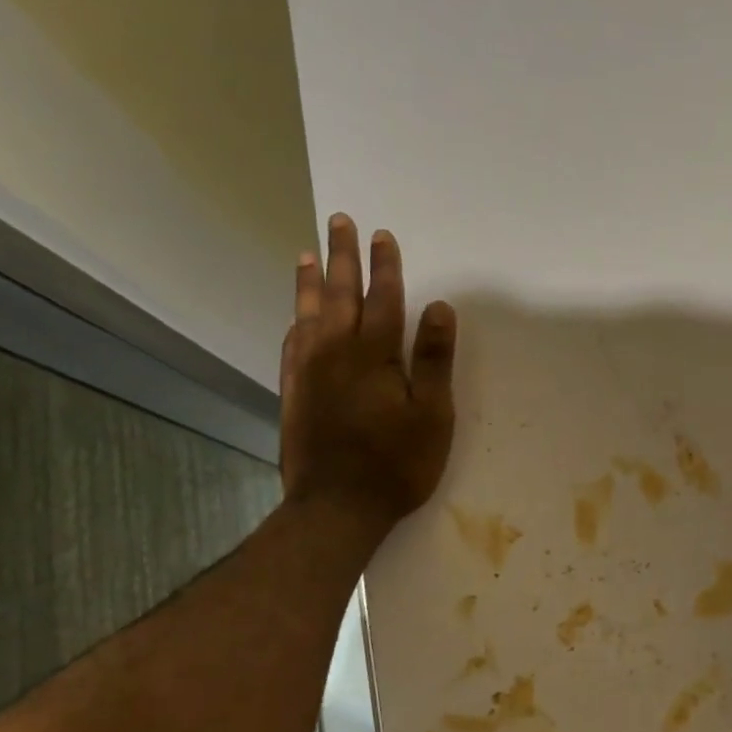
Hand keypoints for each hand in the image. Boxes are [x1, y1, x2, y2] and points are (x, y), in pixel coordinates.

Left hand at [280, 214, 455, 528]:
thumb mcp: (432, 415)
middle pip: (339, 295)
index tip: (382, 235)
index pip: (382, 299)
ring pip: (308, 314)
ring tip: (307, 254)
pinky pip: (291, 345)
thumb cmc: (396, 464)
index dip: (385, 267)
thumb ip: (434, 360)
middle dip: (342, 258)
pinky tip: (295, 318)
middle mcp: (335, 353)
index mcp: (373, 356)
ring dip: (310, 282)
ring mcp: (309, 373)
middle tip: (339, 223)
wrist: (336, 508)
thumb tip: (439, 308)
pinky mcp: (294, 394)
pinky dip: (295, 323)